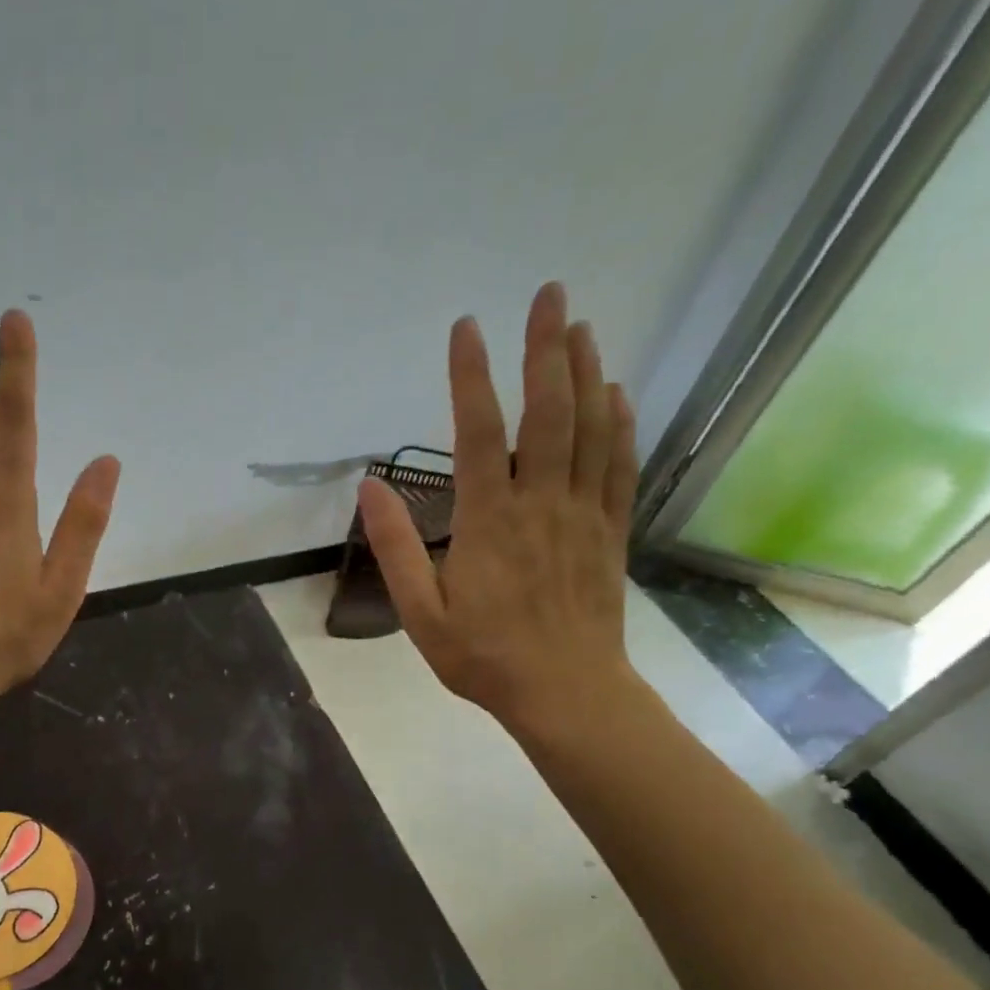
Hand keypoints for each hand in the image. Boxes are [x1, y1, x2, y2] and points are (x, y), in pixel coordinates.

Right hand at [359, 282, 638, 738]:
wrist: (566, 694)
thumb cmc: (483, 656)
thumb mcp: (421, 613)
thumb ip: (396, 547)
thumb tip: (369, 487)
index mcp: (489, 522)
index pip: (479, 434)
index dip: (472, 377)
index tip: (467, 328)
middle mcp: (541, 504)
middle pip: (548, 413)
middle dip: (546, 349)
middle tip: (548, 296)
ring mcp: (583, 514)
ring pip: (592, 429)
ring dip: (587, 372)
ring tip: (580, 326)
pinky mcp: (610, 531)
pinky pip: (619, 464)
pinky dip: (620, 422)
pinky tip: (615, 392)